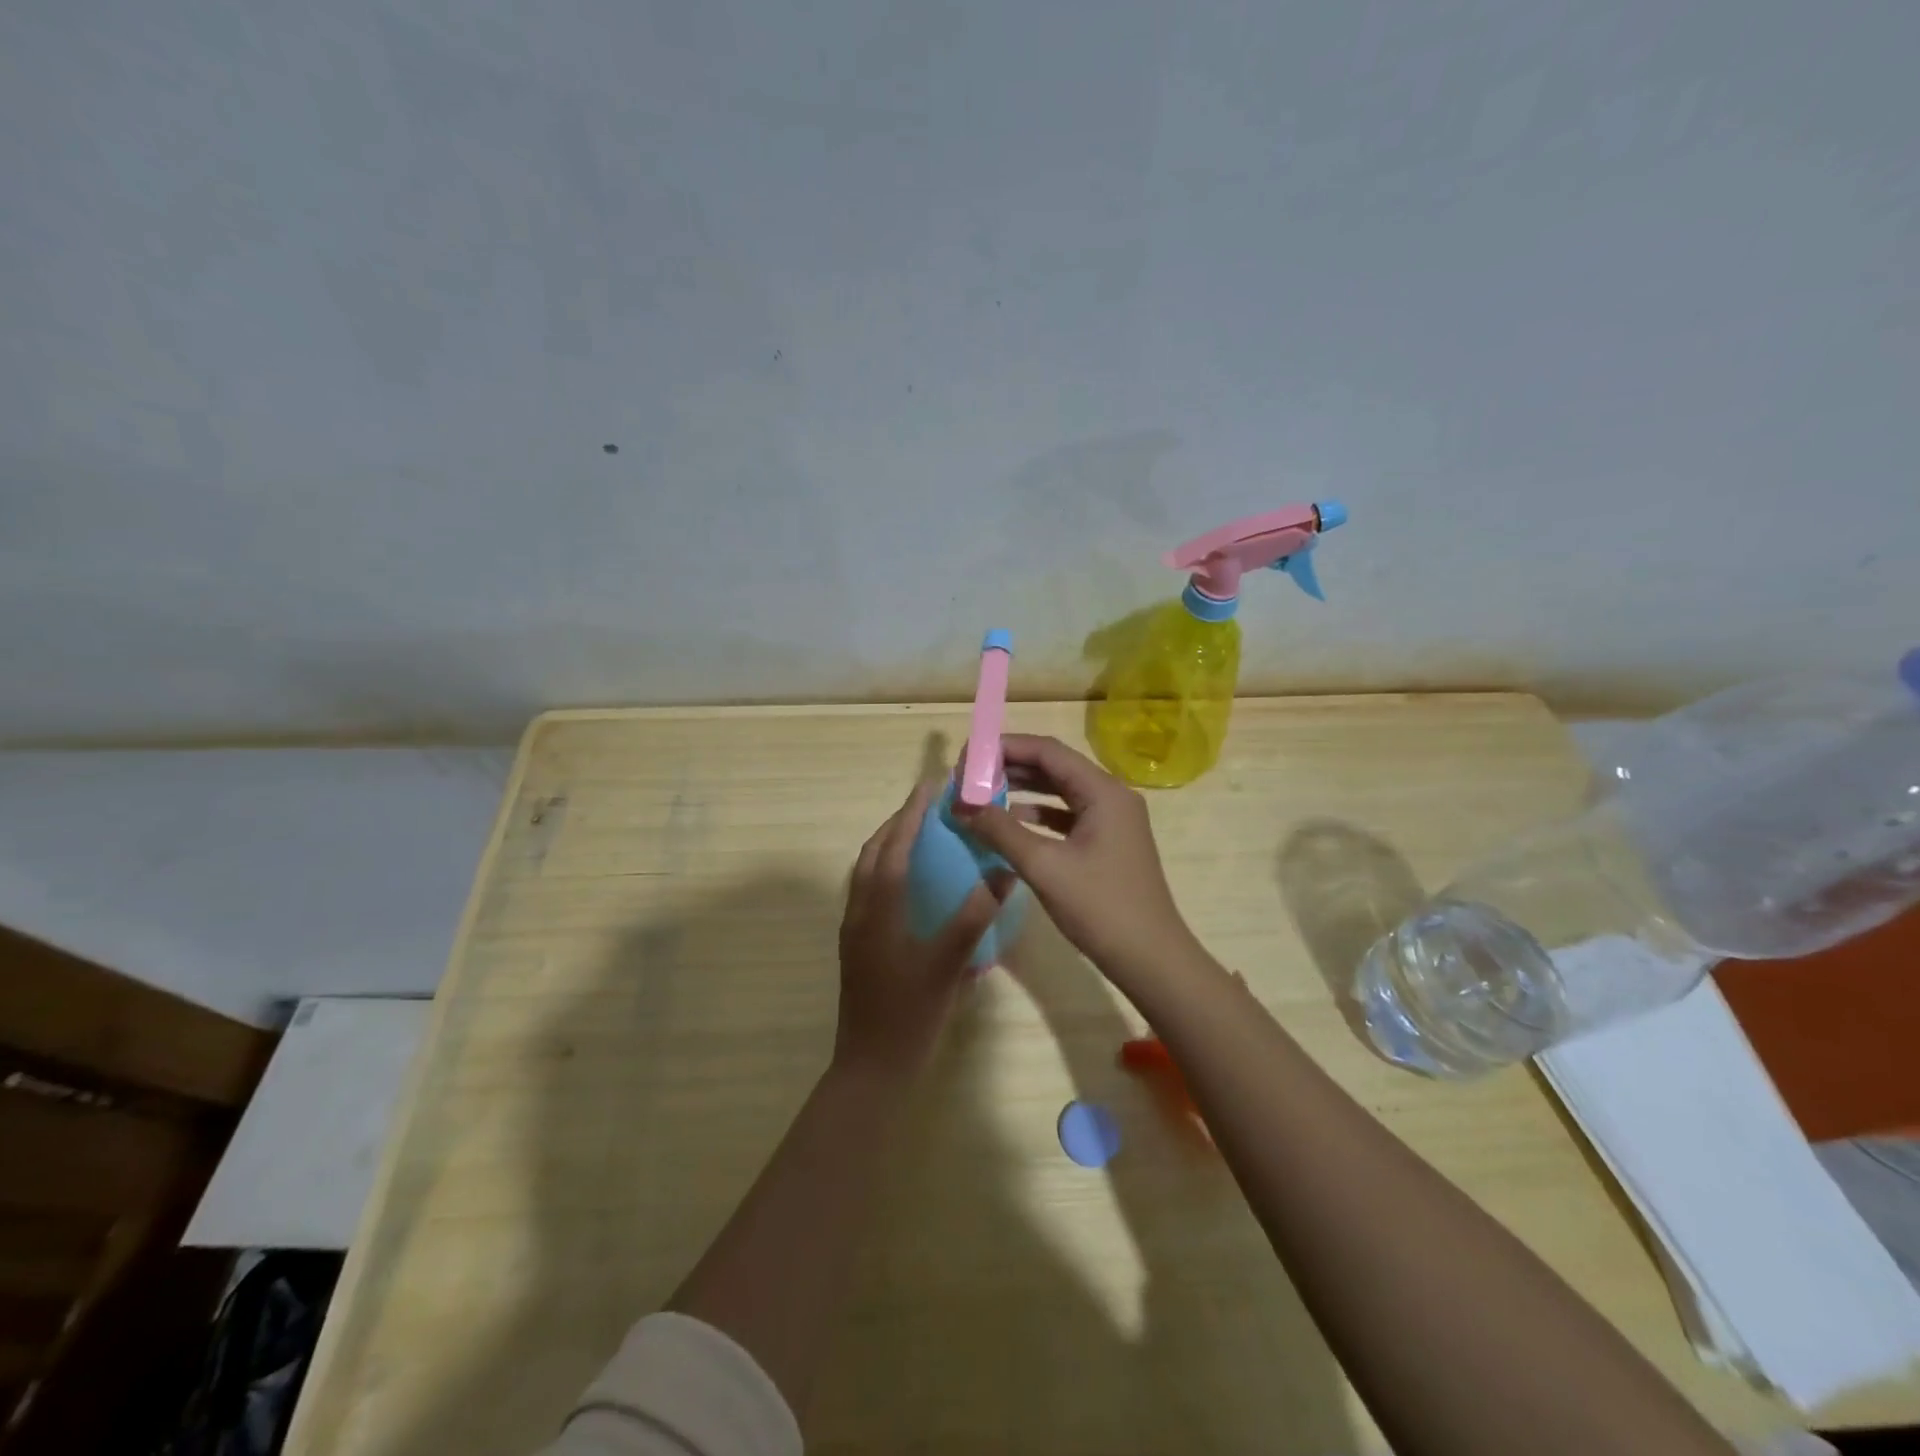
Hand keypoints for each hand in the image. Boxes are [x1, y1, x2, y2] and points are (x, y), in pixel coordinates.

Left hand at [835, 777, 1010, 1078]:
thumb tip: (1003, 871)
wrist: (871, 1067)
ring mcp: (854, 929)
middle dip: (898, 823)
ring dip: (890, 845)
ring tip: (922, 834)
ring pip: (867, 871)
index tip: (932, 784)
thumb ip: (975, 916)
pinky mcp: (857, 945)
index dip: (912, 812)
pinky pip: (869, 891)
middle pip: (873, 852)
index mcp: (878, 908)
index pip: (893, 846)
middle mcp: (859, 910)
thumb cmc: (910, 1015)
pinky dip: (887, 870)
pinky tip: (913, 884)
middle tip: (930, 805)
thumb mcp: (948, 964)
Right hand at [958, 735, 1197, 985]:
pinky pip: (1068, 815)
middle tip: (970, 776)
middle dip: (1011, 767)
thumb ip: (1000, 830)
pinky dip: (1039, 815)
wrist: (1150, 958)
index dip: (1005, 748)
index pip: (1048, 751)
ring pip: (1061, 791)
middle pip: (1055, 767)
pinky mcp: (1108, 842)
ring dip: (1023, 790)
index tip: (968, 757)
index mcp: (1103, 791)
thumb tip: (959, 804)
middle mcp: (1111, 796)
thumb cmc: (1100, 908)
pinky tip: (1012, 823)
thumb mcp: (1043, 866)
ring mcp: (1113, 820)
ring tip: (983, 794)